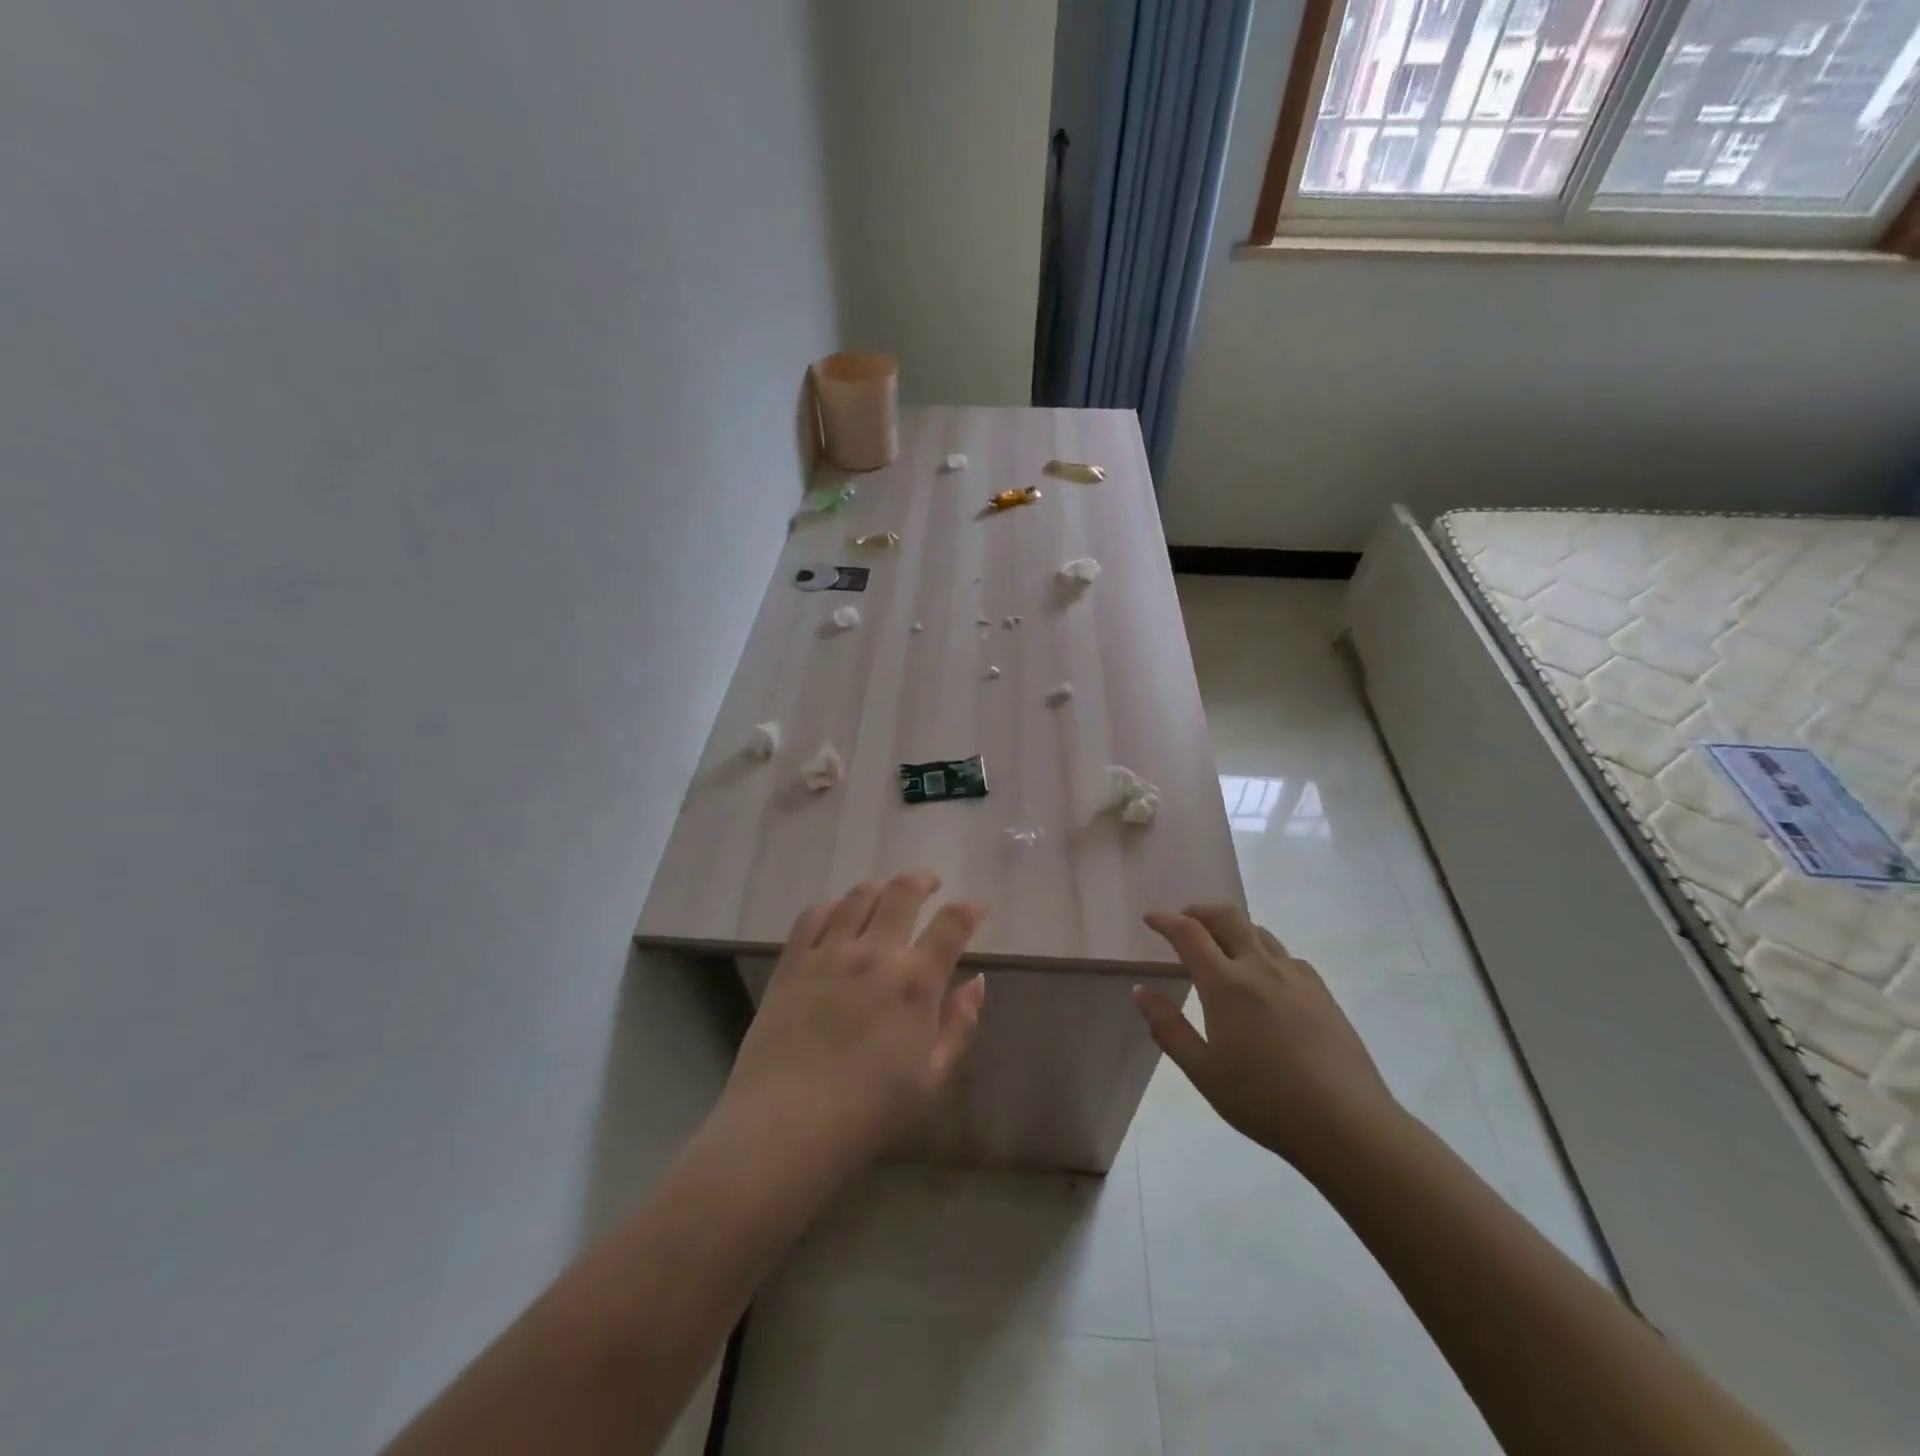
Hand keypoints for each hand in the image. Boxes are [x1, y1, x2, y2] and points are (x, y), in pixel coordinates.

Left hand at [718, 872, 987, 1175]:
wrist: (787, 1125)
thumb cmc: (869, 1111)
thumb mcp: (931, 1078)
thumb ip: (959, 1025)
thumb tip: (977, 983)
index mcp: (915, 982)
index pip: (951, 925)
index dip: (969, 910)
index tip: (977, 907)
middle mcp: (874, 953)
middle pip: (903, 892)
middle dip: (923, 880)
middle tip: (931, 884)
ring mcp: (829, 953)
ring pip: (858, 895)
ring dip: (880, 887)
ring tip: (887, 894)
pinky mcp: (792, 962)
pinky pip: (814, 915)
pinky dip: (833, 905)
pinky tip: (838, 914)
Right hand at [1134, 904, 1401, 1178]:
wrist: (1346, 1123)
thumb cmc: (1264, 1100)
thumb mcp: (1203, 1072)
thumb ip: (1168, 1028)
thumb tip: (1141, 992)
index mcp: (1225, 984)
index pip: (1189, 934)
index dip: (1166, 920)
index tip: (1151, 917)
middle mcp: (1259, 968)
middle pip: (1227, 917)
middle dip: (1201, 911)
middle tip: (1184, 920)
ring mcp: (1295, 977)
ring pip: (1259, 932)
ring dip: (1233, 927)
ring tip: (1221, 944)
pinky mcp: (1321, 993)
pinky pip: (1287, 956)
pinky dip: (1264, 951)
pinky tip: (1265, 975)